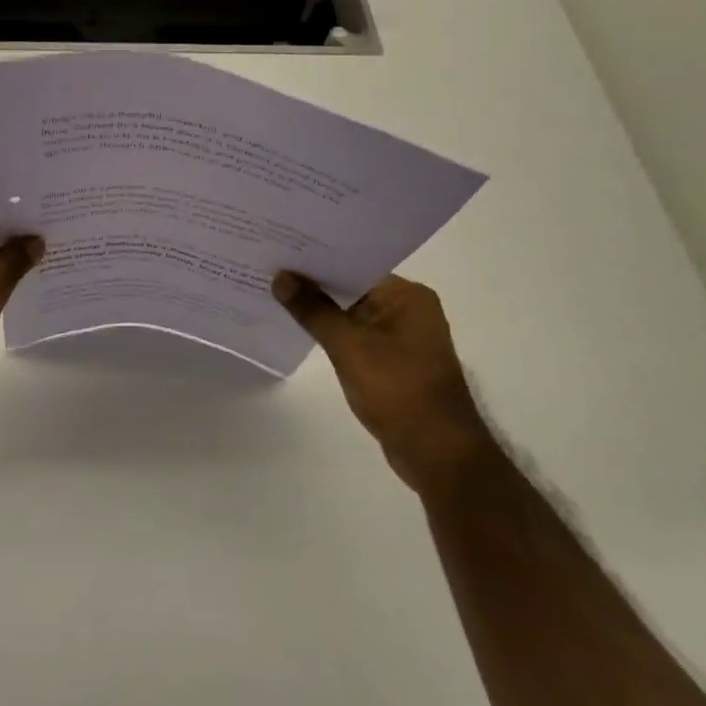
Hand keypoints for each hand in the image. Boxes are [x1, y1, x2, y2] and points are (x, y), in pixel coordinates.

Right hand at [273, 272, 493, 495]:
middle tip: (269, 269)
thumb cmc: (398, 390)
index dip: (316, 259)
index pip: (355, 265)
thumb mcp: (349, 346)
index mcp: (407, 296)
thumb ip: (313, 309)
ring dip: (319, 310)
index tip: (280, 251)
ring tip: (274, 293)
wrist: (437, 454)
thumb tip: (280, 277)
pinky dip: (330, 333)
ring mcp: (401, 338)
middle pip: (351, 288)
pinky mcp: (392, 362)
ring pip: (350, 313)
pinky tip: (298, 328)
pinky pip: (354, 336)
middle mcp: (408, 310)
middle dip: (313, 284)